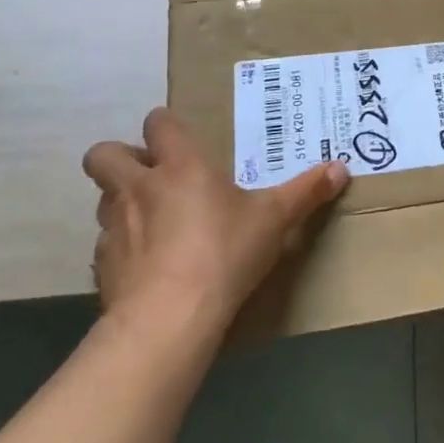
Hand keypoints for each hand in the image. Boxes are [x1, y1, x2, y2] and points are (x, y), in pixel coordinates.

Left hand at [82, 108, 348, 339]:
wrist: (168, 318)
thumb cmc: (224, 252)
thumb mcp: (275, 220)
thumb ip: (306, 192)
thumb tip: (342, 168)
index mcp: (180, 166)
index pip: (158, 124)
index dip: (165, 126)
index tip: (180, 139)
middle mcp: (139, 187)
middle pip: (104, 155)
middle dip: (121, 157)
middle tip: (152, 174)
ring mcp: (113, 227)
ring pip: (102, 198)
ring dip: (120, 201)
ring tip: (151, 220)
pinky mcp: (101, 266)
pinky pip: (105, 245)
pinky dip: (122, 248)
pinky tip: (147, 266)